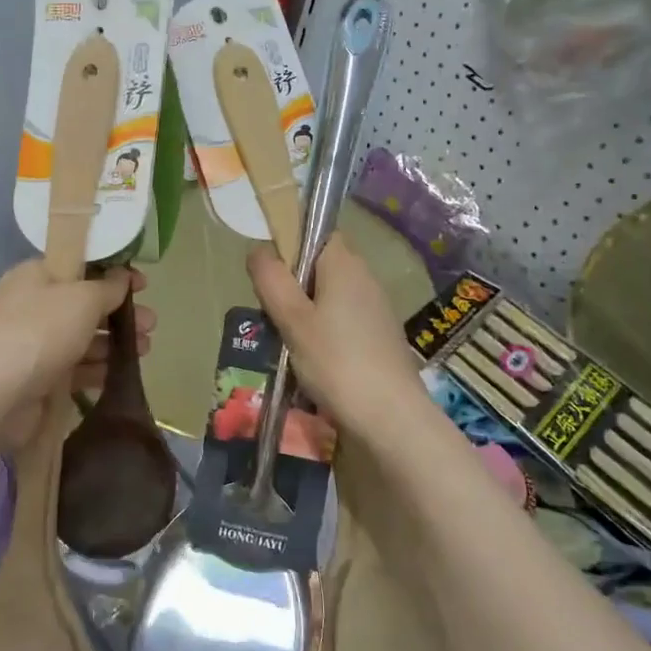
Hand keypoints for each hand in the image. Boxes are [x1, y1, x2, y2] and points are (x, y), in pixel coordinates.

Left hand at [0, 261, 154, 448]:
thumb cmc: (41, 331)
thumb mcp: (82, 298)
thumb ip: (107, 287)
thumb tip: (122, 277)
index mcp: (34, 276)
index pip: (78, 266)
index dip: (112, 273)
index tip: (143, 284)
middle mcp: (31, 306)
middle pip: (84, 305)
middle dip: (119, 313)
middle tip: (151, 324)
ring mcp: (33, 345)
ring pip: (82, 338)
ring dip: (114, 342)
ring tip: (144, 350)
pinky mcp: (37, 379)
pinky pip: (74, 368)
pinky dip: (97, 369)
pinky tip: (121, 374)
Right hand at [248, 234, 423, 439]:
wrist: (391, 417)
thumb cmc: (336, 362)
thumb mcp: (293, 319)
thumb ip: (272, 279)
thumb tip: (259, 248)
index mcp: (345, 264)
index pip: (316, 232)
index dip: (290, 245)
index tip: (269, 275)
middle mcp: (365, 277)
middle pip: (320, 266)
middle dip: (292, 285)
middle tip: (271, 314)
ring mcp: (376, 308)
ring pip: (330, 296)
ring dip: (306, 312)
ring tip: (286, 341)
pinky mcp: (380, 336)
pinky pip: (343, 320)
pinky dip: (324, 332)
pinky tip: (312, 359)